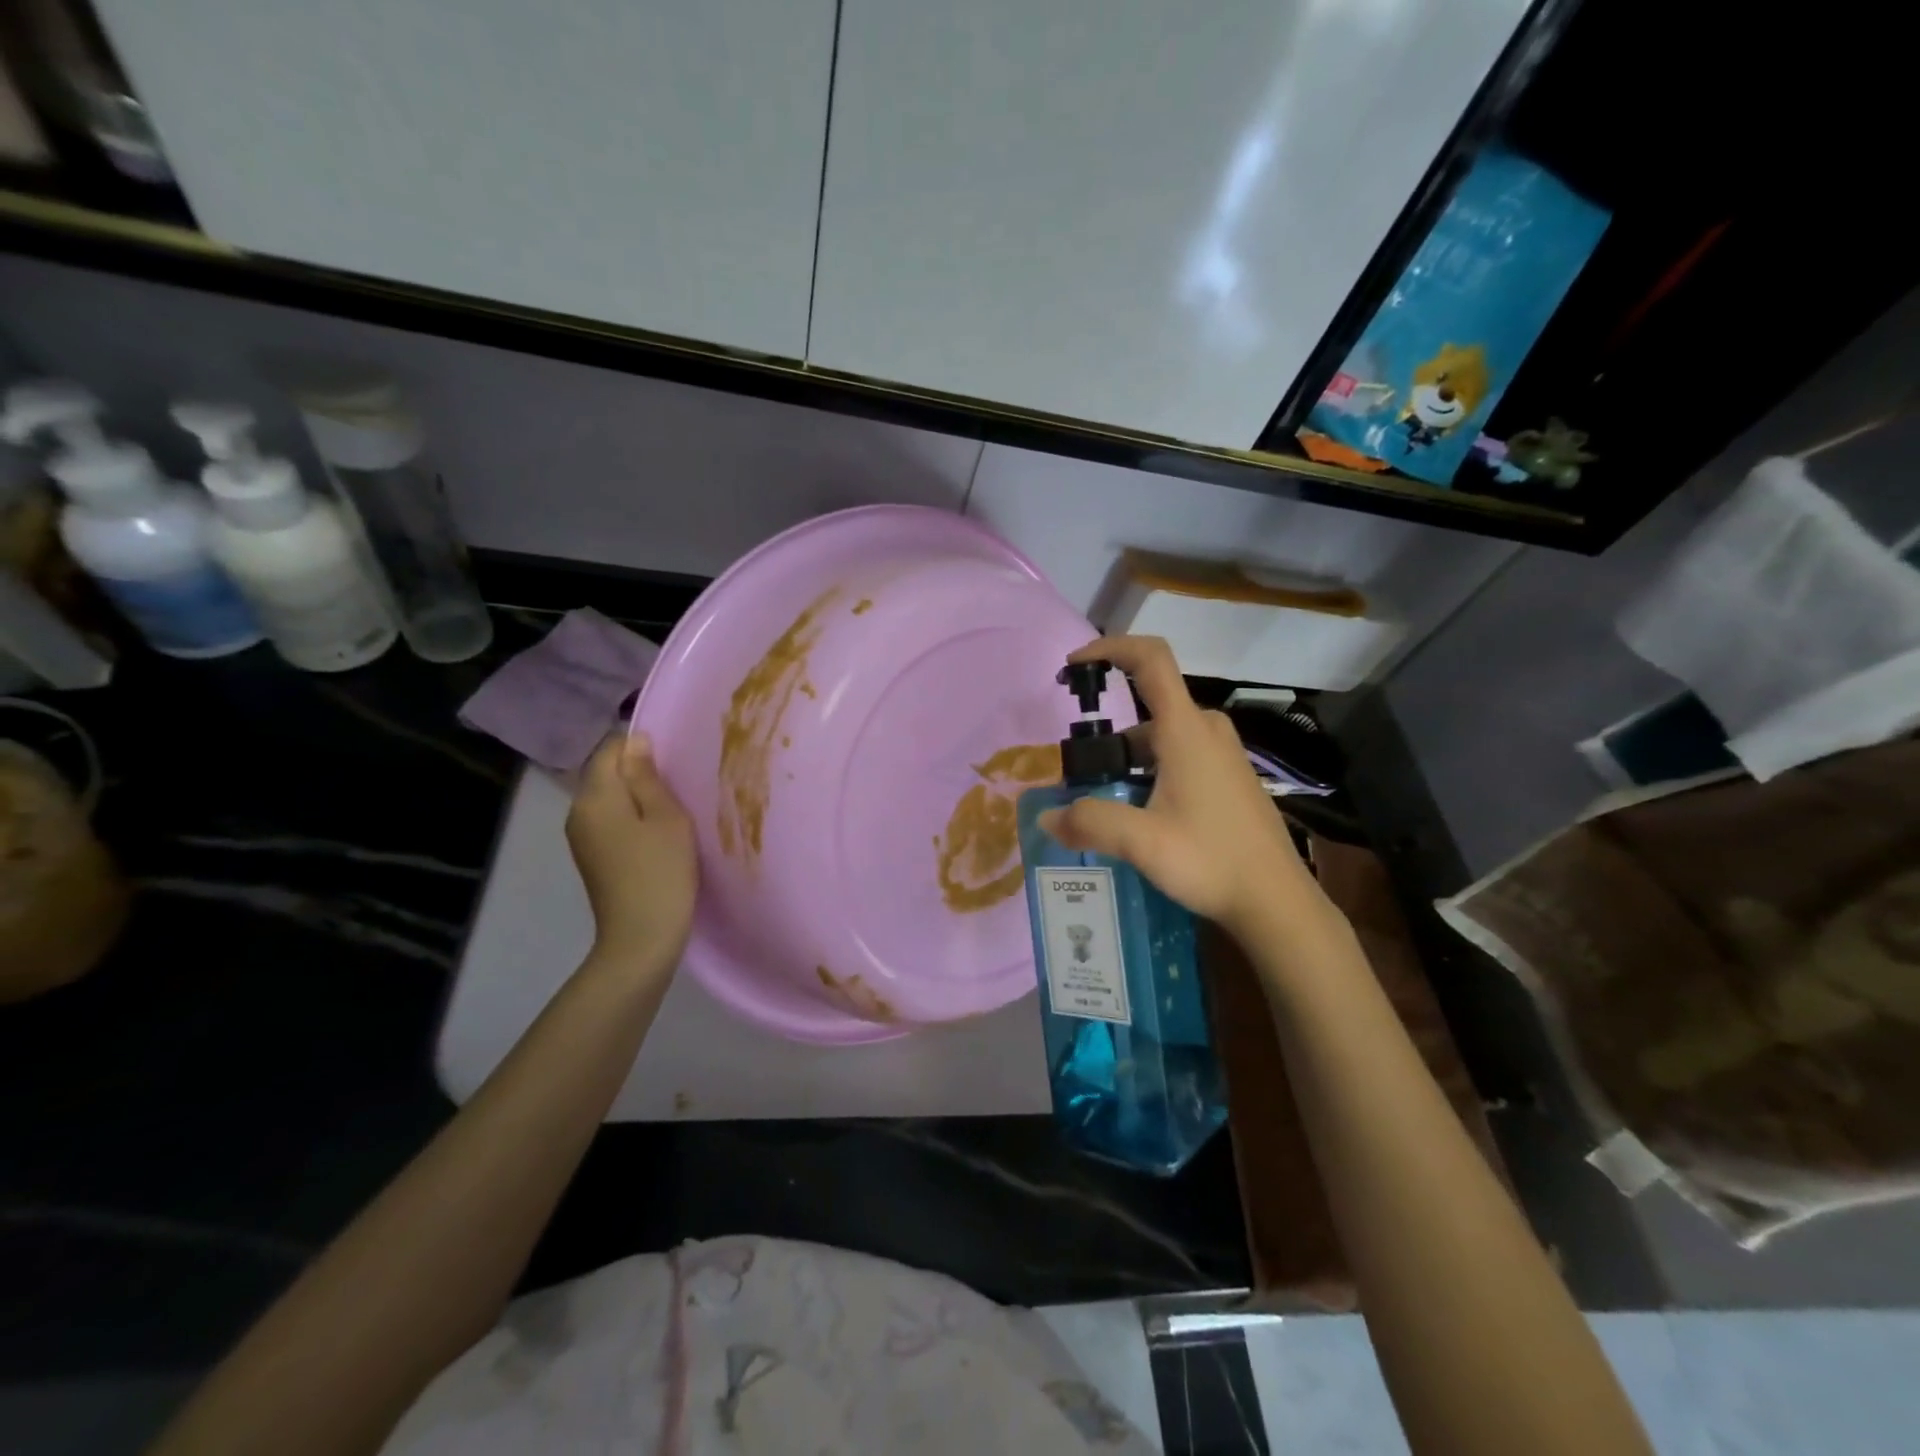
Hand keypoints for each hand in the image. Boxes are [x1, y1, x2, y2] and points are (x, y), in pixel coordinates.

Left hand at [565, 733, 696, 973]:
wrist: (641, 938)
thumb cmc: (661, 872)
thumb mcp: (666, 818)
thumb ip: (647, 777)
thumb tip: (635, 741)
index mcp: (594, 797)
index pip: (610, 750)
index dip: (640, 746)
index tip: (672, 762)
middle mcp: (578, 812)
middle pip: (606, 774)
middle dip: (639, 772)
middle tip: (679, 785)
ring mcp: (582, 837)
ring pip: (610, 799)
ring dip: (637, 797)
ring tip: (673, 808)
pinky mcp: (592, 857)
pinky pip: (611, 821)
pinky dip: (632, 818)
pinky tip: (657, 834)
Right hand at [1037, 636, 1323, 939]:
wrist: (1276, 901)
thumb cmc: (1212, 860)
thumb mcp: (1142, 842)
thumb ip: (1090, 822)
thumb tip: (1046, 817)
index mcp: (1186, 731)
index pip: (1150, 660)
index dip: (1110, 648)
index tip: (1074, 664)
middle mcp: (1206, 731)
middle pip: (1148, 709)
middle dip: (1108, 736)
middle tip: (1080, 774)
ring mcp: (1222, 755)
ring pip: (1161, 738)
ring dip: (1127, 761)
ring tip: (1103, 804)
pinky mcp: (1228, 778)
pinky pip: (1179, 757)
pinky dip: (1149, 772)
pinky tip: (1139, 816)